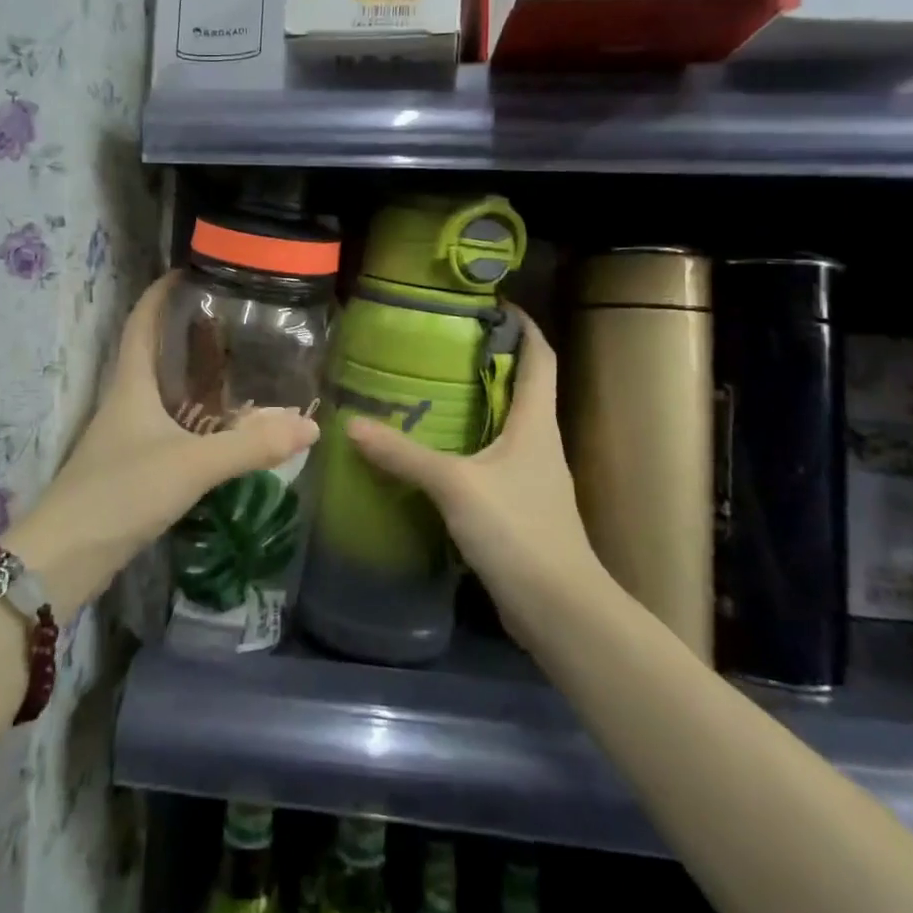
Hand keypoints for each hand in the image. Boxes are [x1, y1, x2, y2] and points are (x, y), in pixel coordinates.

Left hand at [8, 274, 319, 611]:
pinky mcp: (132, 466)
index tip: (193, 270)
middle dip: (189, 331)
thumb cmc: (120, 494)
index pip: (141, 321)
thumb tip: (310, 426)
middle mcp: (126, 401)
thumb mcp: (190, 465)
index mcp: (130, 384)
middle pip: (155, 352)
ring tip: (239, 366)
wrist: (64, 559)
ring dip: (194, 375)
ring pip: (163, 391)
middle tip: (236, 320)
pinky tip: (223, 428)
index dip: (161, 291)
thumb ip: (250, 446)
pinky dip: (196, 417)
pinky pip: (169, 426)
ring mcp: (126, 435)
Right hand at [343, 308, 605, 648]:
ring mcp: (531, 475)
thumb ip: (404, 455)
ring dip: (475, 402)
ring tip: (428, 388)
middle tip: (440, 343)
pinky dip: (466, 443)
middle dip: (487, 359)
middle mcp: (539, 440)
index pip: (540, 356)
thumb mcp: (455, 485)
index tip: (490, 304)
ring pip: (504, 423)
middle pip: (521, 385)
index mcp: (536, 422)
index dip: (522, 325)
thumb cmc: (518, 530)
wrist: (559, 608)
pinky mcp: (517, 504)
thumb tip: (353, 424)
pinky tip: (433, 449)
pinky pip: (490, 458)